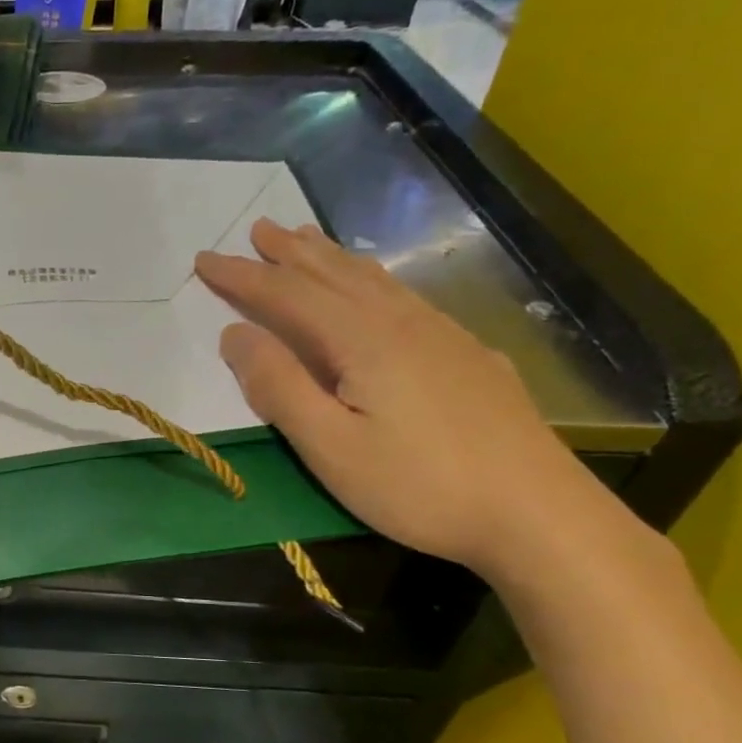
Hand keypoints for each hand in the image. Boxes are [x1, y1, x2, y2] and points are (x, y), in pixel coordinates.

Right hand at [196, 219, 625, 580]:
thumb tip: (234, 333)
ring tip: (307, 239)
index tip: (204, 259)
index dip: (242, 277)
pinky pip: (405, 297)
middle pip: (333, 274)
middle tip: (256, 229)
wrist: (538, 513)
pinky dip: (373, 279)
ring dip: (332, 258)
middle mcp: (402, 322)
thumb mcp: (330, 447)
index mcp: (361, 340)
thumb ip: (278, 387)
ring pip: (374, 280)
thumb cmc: (419, 486)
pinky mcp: (469, 355)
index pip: (287, 295)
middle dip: (288, 253)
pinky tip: (378, 291)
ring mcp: (443, 335)